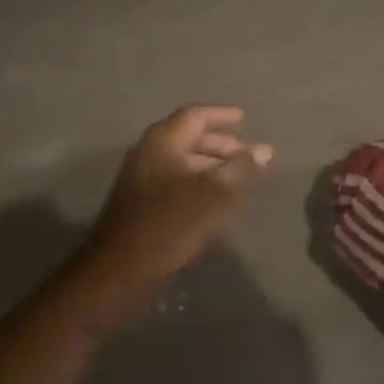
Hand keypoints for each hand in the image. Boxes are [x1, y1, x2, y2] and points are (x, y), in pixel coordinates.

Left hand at [77, 105, 273, 305]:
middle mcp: (149, 152)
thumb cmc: (167, 224)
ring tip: (239, 179)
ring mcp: (142, 178)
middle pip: (189, 138)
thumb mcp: (211, 195)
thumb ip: (240, 170)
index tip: (244, 118)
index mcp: (162, 141)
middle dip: (221, 144)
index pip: (195, 115)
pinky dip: (199, 183)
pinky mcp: (142, 202)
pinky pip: (176, 181)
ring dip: (212, 166)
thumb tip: (264, 150)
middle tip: (249, 155)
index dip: (221, 115)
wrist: (119, 269)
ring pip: (183, 162)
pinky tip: (216, 201)